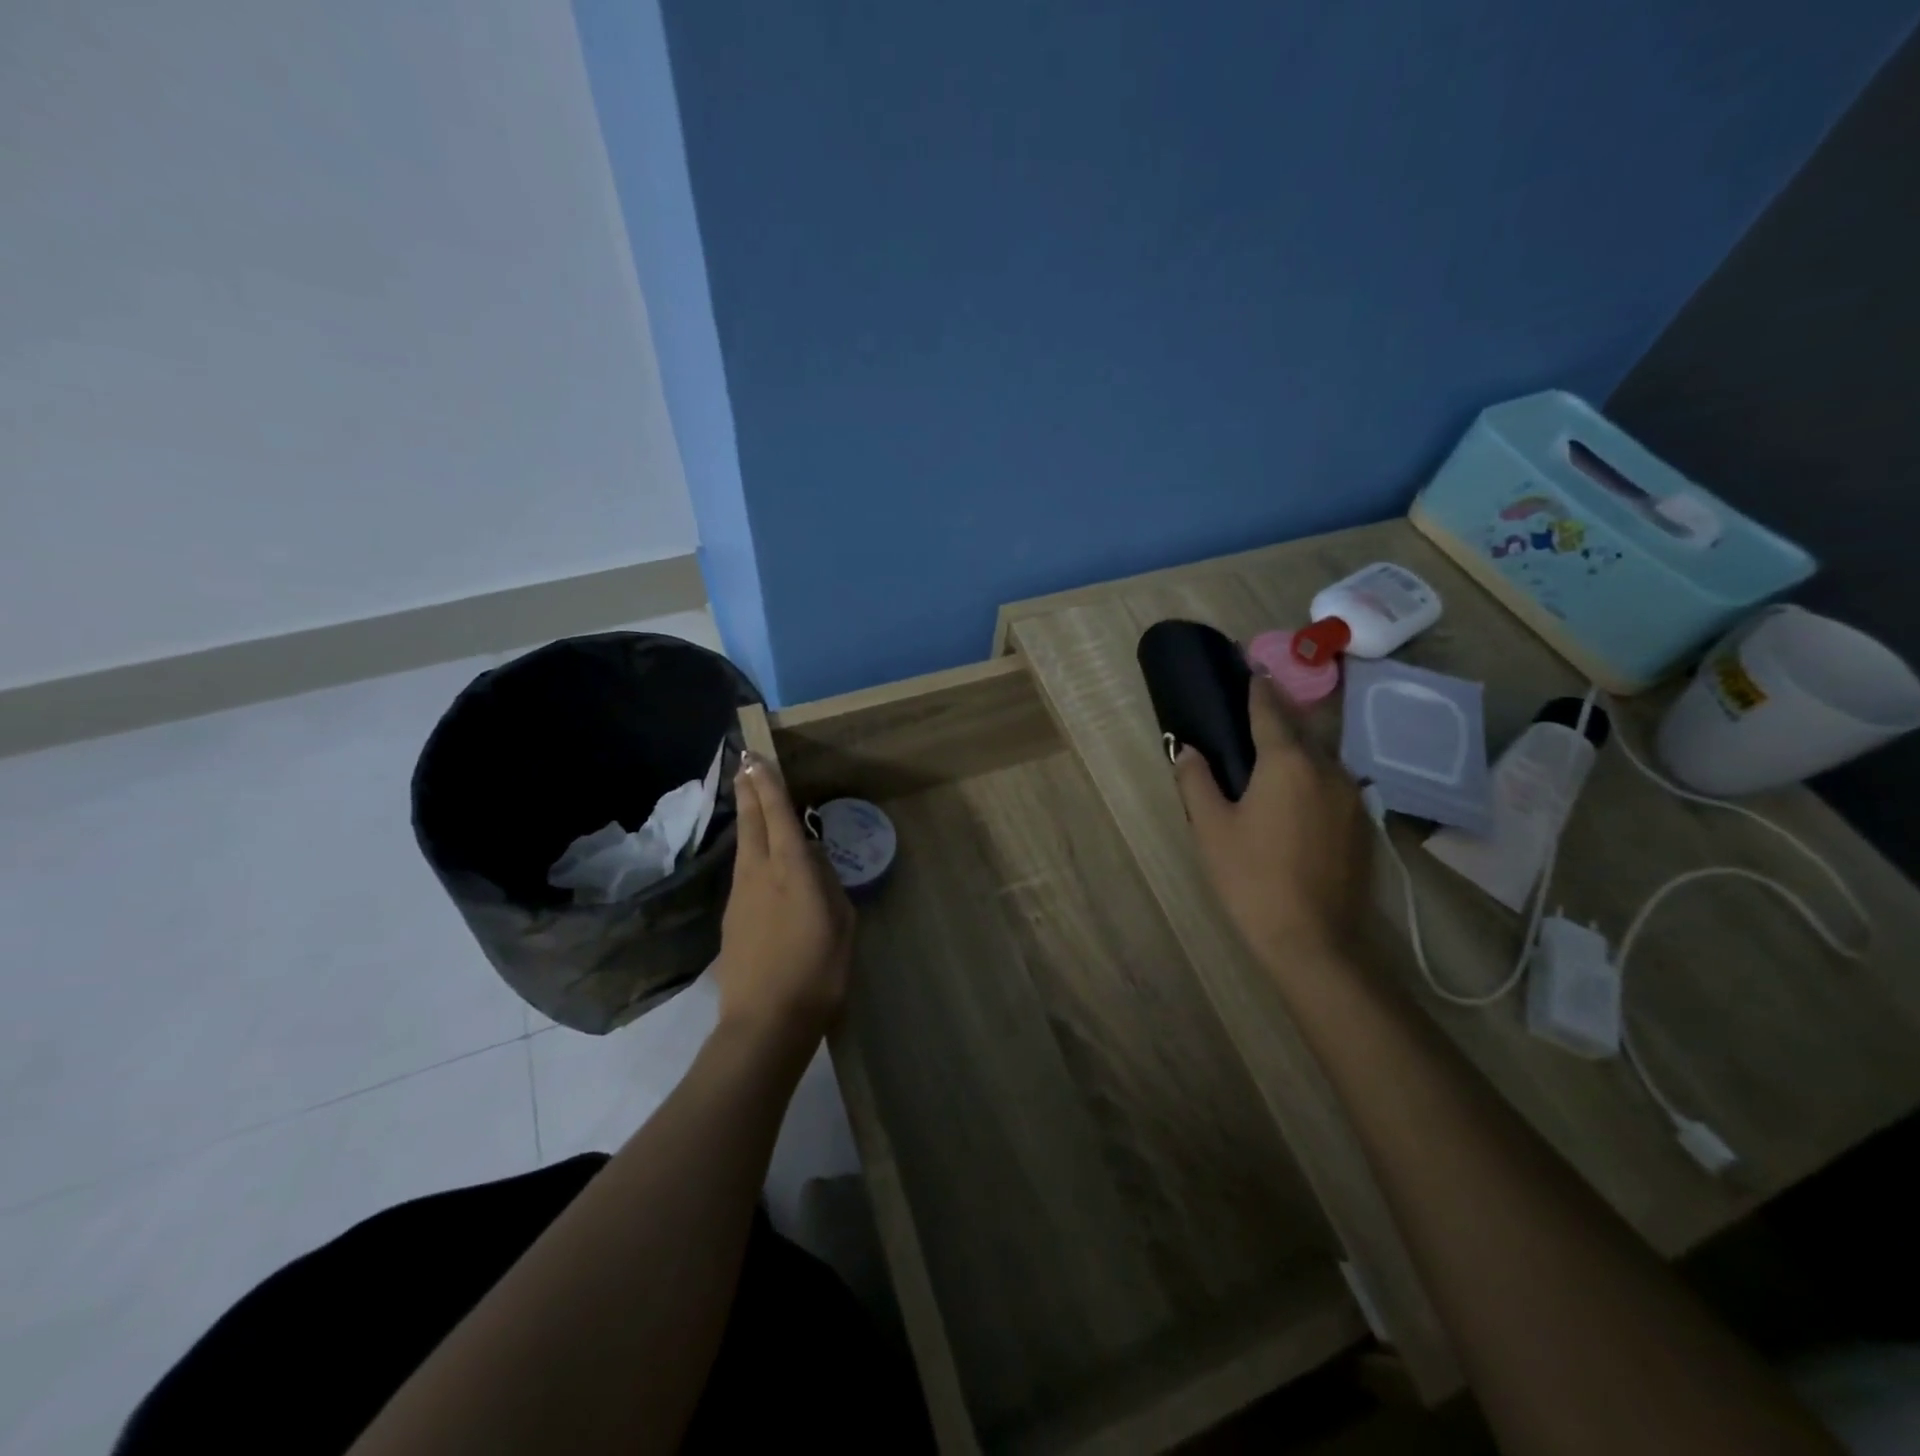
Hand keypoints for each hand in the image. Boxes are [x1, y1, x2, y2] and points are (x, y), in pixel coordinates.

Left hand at [715, 752, 855, 1053]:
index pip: (778, 816)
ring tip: (749, 798)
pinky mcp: (731, 918)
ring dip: (746, 817)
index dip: (768, 785)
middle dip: (748, 790)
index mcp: (793, 871)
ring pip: (743, 846)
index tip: (757, 758)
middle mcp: (760, 873)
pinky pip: (743, 871)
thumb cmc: (817, 972)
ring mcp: (740, 895)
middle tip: (743, 762)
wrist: (765, 1022)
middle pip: (751, 822)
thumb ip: (828, 886)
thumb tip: (815, 863)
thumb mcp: (842, 925)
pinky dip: (748, 851)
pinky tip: (757, 855)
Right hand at [1173, 674, 1370, 974]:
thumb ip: (1196, 781)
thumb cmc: (1252, 878)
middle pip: (1300, 729)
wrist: (1315, 940)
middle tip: (1250, 713)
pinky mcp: (1362, 824)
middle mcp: (1328, 768)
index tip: (1247, 666)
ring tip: (1268, 760)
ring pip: (1320, 758)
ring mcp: (1351, 796)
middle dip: (1276, 716)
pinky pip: (1332, 784)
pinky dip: (1310, 779)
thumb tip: (1188, 750)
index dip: (1256, 686)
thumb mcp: (1211, 828)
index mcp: (1288, 762)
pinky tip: (1292, 801)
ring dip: (1295, 750)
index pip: (1269, 709)